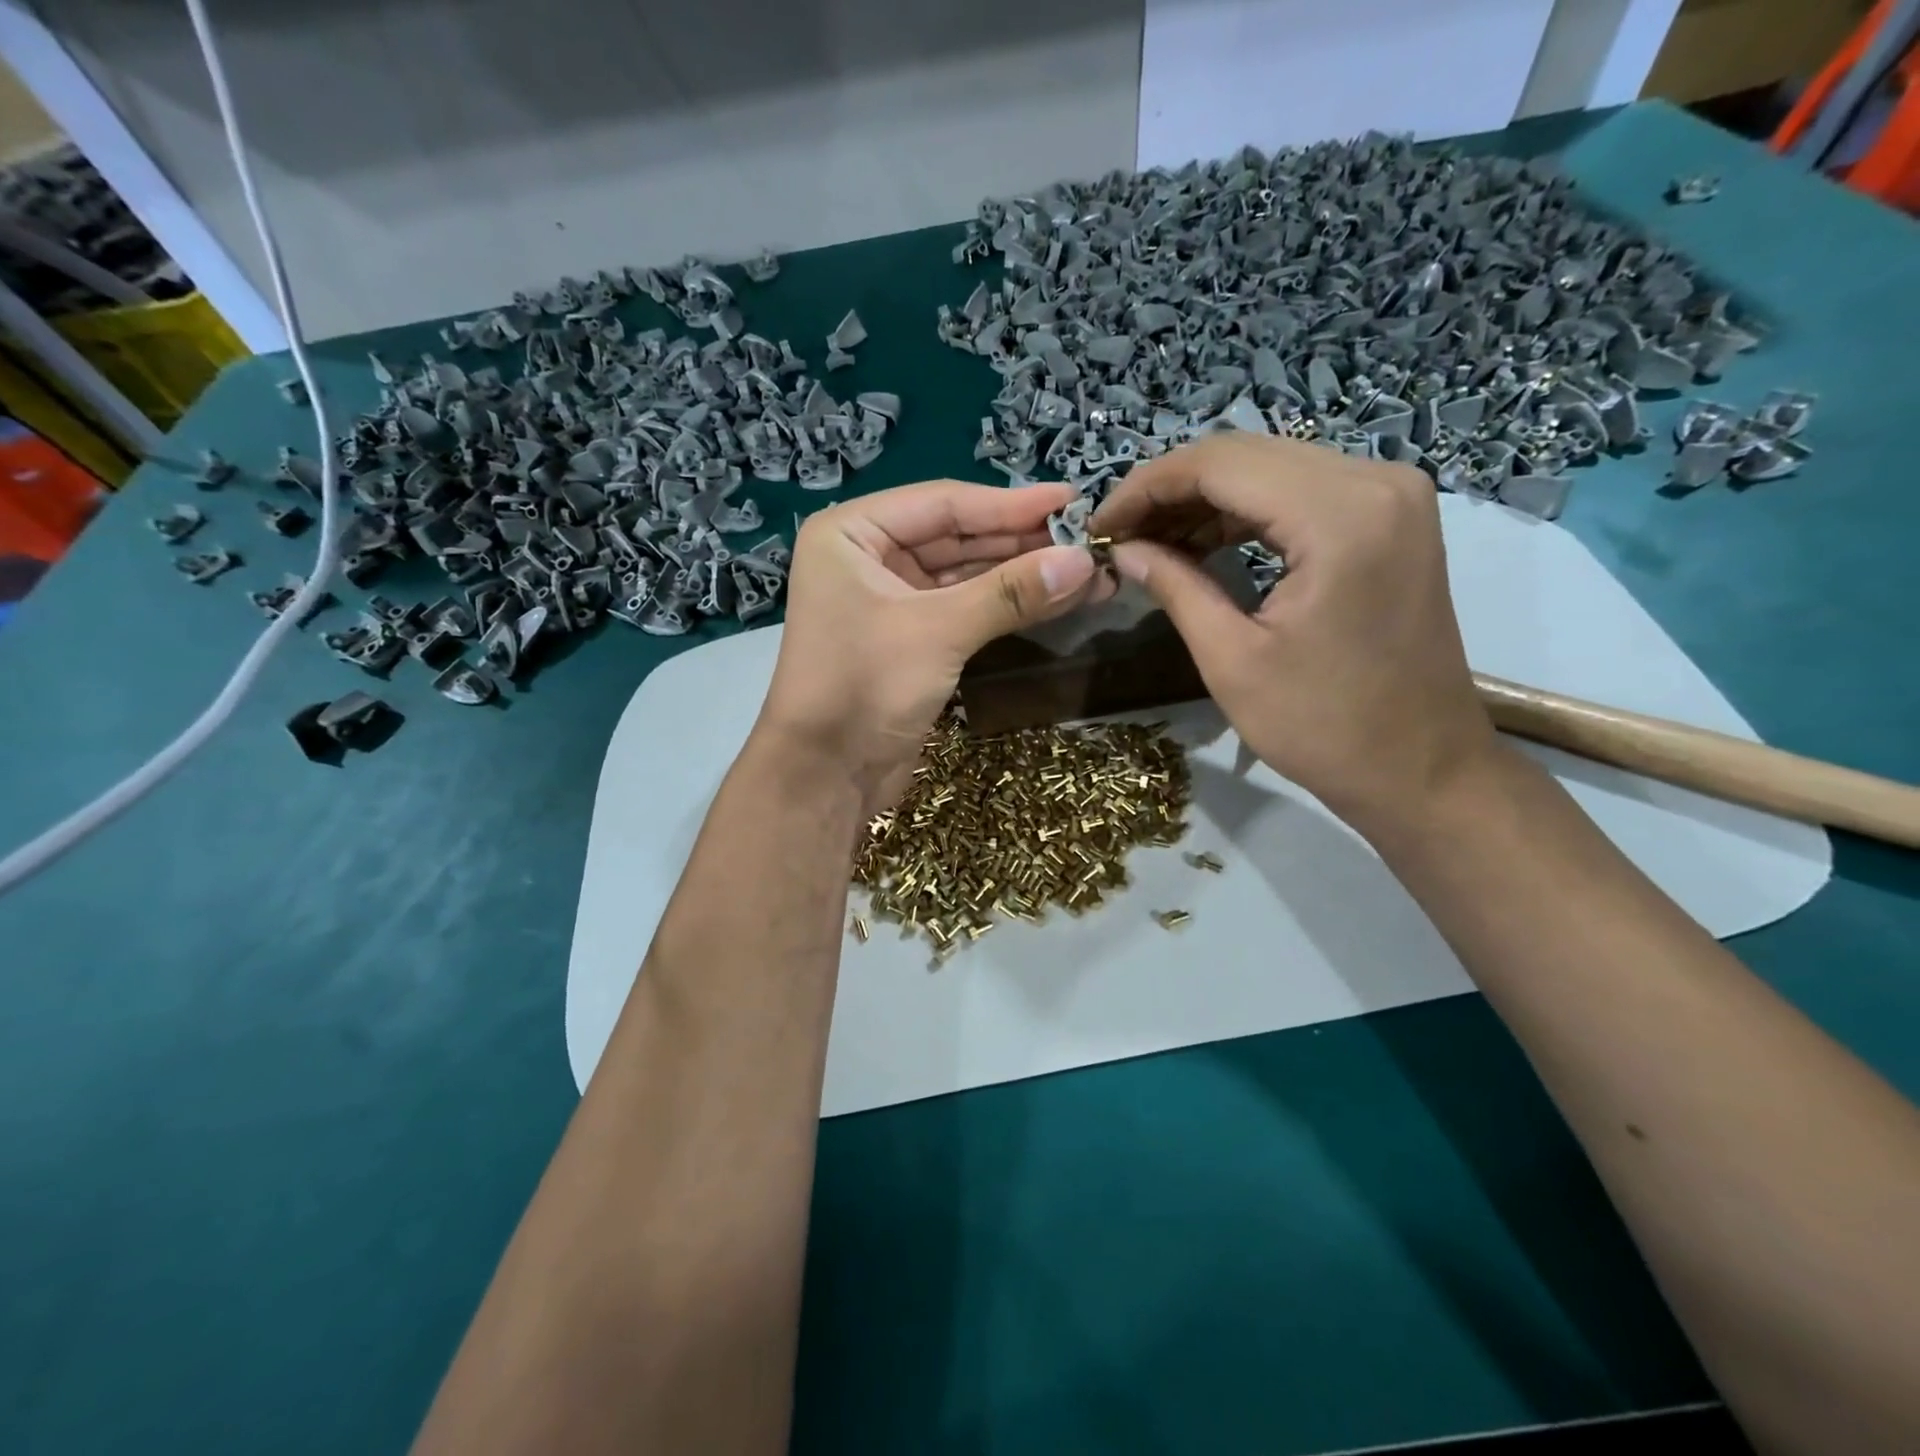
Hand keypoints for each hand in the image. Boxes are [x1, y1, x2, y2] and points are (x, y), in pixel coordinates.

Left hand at [757, 480, 1113, 815]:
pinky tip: (1053, 599)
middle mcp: (867, 556)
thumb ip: (1010, 592)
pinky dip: (1005, 606)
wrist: (826, 776)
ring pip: (964, 575)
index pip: (944, 503)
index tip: (1074, 499)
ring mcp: (889, 600)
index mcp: (852, 533)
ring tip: (1086, 570)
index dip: (1012, 504)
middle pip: (956, 537)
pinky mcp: (910, 639)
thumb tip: (1085, 562)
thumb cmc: (865, 686)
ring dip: (1021, 575)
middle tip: (1088, 538)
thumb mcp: (939, 631)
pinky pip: (964, 609)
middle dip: (1022, 541)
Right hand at [1090, 434, 1498, 833]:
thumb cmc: (1324, 727)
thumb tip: (1123, 548)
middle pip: (1246, 455)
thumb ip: (1175, 586)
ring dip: (1204, 499)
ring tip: (1152, 542)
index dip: (1146, 487)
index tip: (1100, 526)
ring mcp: (1391, 495)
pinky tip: (1204, 542)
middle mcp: (1375, 481)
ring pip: (1271, 468)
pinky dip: (1246, 511)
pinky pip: (1302, 491)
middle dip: (1171, 490)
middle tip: (1120, 535)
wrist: (1422, 769)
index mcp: (1339, 515)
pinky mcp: (1391, 518)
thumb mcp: (1231, 660)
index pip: (1219, 464)